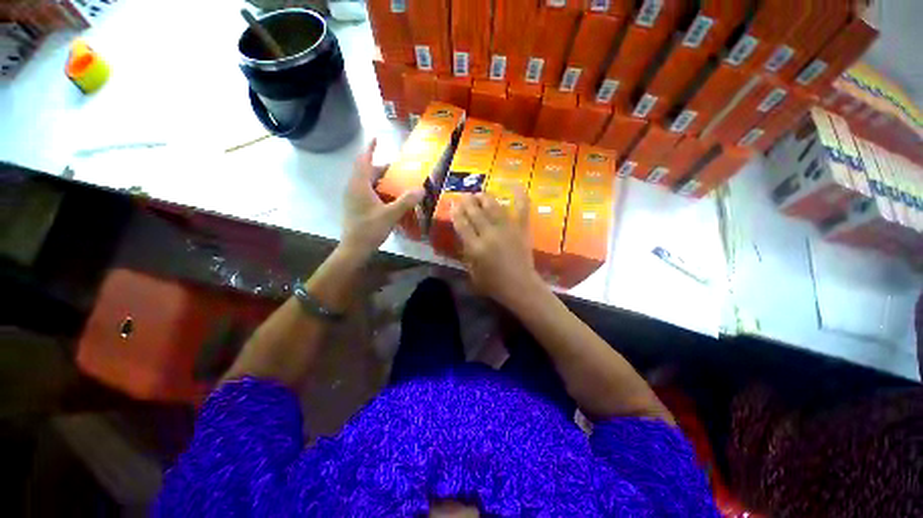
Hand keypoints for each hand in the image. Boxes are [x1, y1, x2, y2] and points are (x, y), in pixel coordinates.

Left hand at [341, 139, 423, 257]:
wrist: (354, 248)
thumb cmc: (370, 229)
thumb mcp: (390, 214)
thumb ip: (406, 201)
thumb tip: (421, 189)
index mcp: (359, 185)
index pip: (364, 161)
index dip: (370, 149)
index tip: (376, 138)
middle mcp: (353, 188)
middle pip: (366, 171)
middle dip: (381, 167)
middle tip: (398, 169)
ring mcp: (352, 198)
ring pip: (366, 182)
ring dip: (379, 179)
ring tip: (395, 182)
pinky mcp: (355, 206)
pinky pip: (366, 191)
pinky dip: (377, 189)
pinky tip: (388, 197)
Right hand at [451, 191, 545, 309]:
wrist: (520, 287)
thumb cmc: (494, 284)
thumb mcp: (472, 273)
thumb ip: (467, 255)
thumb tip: (464, 239)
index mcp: (475, 248)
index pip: (462, 224)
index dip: (456, 213)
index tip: (453, 204)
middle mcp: (489, 234)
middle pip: (475, 212)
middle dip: (467, 202)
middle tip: (464, 196)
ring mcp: (507, 230)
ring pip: (493, 207)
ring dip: (484, 198)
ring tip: (479, 193)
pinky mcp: (521, 229)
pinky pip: (522, 209)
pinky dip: (520, 196)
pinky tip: (515, 185)